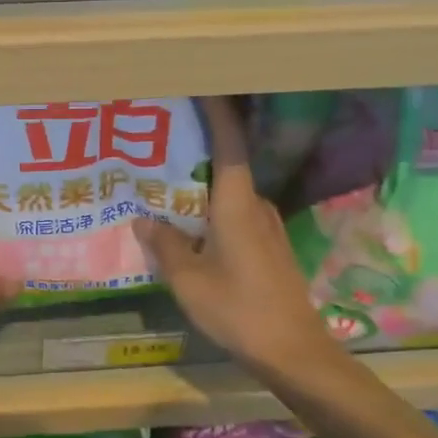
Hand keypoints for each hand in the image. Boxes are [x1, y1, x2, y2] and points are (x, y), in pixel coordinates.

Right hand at [135, 96, 335, 382]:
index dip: (217, 111)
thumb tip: (143, 219)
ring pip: (229, 193)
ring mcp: (266, 228)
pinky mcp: (269, 248)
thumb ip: (164, 245)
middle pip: (227, 164)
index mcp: (236, 204)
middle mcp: (255, 207)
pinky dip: (211, 210)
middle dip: (197, 148)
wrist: (293, 352)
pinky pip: (235, 215)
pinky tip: (189, 226)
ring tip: (164, 183)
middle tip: (160, 140)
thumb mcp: (188, 279)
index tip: (201, 85)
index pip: (229, 143)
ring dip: (202, 184)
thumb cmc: (238, 310)